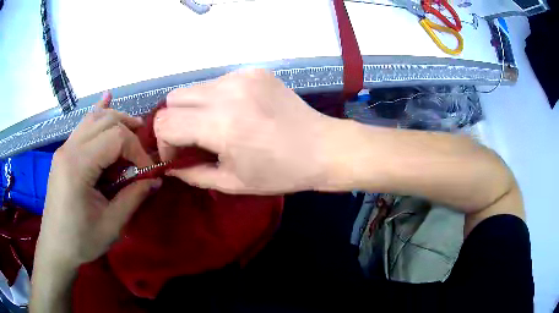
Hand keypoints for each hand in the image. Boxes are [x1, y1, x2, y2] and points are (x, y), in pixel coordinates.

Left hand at [36, 92, 161, 270]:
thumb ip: (133, 197)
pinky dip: (98, 113)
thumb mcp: (111, 225)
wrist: (55, 246)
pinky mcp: (63, 153)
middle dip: (129, 132)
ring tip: (134, 128)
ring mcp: (64, 149)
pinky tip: (107, 97)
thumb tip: (155, 179)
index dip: (137, 150)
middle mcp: (69, 149)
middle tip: (142, 153)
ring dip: (117, 120)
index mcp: (77, 166)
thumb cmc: (81, 240)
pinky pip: (83, 126)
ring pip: (94, 118)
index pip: (115, 138)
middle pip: (105, 121)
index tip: (147, 171)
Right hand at [154, 69, 339, 193]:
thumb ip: (193, 174)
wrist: (322, 147)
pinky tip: (235, 112)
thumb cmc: (280, 172)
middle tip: (191, 140)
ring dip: (193, 109)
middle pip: (173, 98)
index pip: (165, 123)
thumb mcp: (232, 183)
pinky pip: (217, 82)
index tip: (176, 155)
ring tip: (213, 126)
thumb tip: (171, 166)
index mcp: (221, 124)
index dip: (163, 142)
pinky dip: (215, 98)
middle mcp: (228, 92)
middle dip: (174, 122)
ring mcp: (242, 76)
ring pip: (194, 88)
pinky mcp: (254, 71)